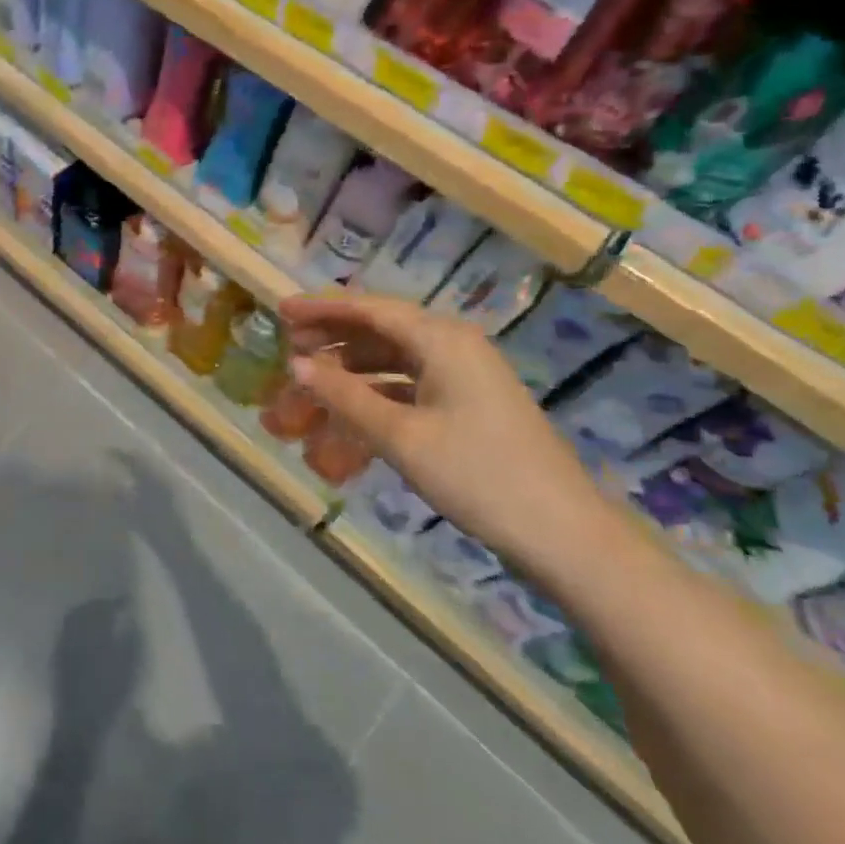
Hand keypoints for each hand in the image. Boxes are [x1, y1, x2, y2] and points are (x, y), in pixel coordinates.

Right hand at [278, 292, 623, 586]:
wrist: (564, 535)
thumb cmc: (478, 475)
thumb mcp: (400, 436)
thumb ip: (345, 395)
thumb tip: (296, 365)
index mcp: (441, 339)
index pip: (370, 308)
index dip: (322, 309)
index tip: (280, 312)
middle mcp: (453, 346)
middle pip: (380, 331)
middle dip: (332, 342)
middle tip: (288, 354)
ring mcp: (463, 377)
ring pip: (392, 362)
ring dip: (350, 374)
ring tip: (309, 388)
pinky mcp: (468, 406)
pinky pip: (409, 388)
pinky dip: (375, 398)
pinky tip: (348, 419)